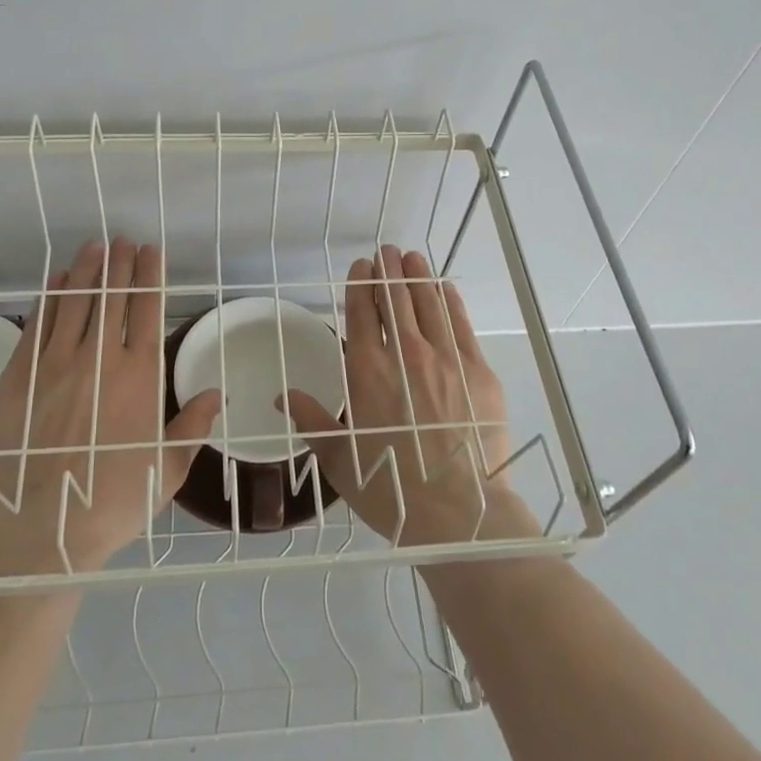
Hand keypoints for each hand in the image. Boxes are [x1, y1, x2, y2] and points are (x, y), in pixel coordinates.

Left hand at [0, 238, 221, 578]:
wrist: (43, 529)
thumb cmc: (115, 500)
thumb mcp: (168, 468)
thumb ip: (193, 425)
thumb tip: (216, 394)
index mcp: (140, 376)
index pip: (147, 308)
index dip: (150, 275)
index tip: (150, 250)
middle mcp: (100, 358)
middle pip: (112, 295)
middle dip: (119, 262)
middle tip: (122, 239)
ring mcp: (55, 364)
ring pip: (74, 301)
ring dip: (86, 270)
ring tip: (94, 246)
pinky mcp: (20, 376)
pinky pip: (38, 325)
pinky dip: (49, 298)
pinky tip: (56, 281)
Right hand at [283, 246, 534, 547]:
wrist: (456, 510)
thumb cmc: (390, 488)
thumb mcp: (338, 458)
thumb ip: (311, 420)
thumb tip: (282, 397)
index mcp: (366, 371)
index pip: (361, 313)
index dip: (360, 285)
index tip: (361, 267)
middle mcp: (404, 354)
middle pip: (394, 299)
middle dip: (388, 270)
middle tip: (386, 251)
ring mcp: (444, 358)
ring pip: (427, 304)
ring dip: (417, 276)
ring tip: (412, 257)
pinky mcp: (477, 370)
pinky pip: (460, 324)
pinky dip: (449, 301)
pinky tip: (444, 287)